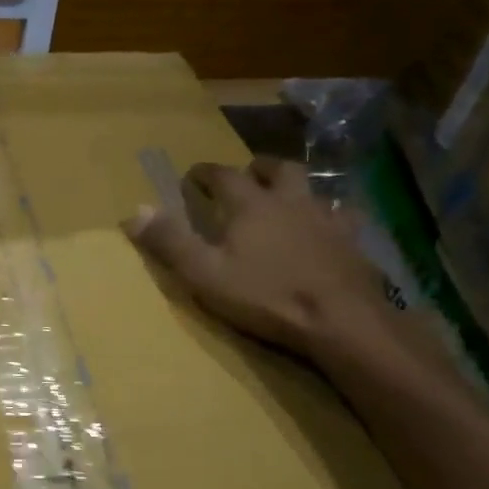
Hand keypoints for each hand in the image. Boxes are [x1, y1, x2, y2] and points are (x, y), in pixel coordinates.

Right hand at [124, 158, 388, 359]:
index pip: (223, 175)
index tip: (193, 177)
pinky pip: (344, 216)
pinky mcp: (353, 241)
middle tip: (247, 176)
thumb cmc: (265, 295)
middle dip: (258, 168)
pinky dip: (332, 215)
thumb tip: (135, 211)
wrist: (340, 320)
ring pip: (313, 188)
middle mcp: (290, 201)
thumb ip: (170, 241)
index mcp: (250, 205)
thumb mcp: (204, 273)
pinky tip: (329, 228)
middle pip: (277, 169)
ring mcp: (327, 219)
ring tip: (287, 200)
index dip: (205, 173)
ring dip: (296, 188)